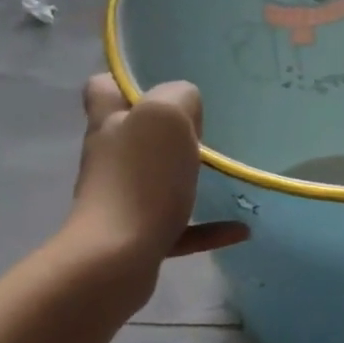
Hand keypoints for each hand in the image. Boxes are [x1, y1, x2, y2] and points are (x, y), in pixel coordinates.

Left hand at [62, 76, 248, 274]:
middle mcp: (108, 157)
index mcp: (109, 123)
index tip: (163, 88)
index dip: (128, 83)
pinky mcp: (134, 237)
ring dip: (187, 177)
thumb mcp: (166, 115)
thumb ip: (179, 96)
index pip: (104, 88)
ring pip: (154, 179)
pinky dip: (207, 227)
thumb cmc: (141, 179)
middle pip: (132, 133)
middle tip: (204, 130)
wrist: (115, 259)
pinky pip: (177, 226)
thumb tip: (187, 108)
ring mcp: (119, 199)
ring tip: (224, 175)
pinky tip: (239, 229)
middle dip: (164, 132)